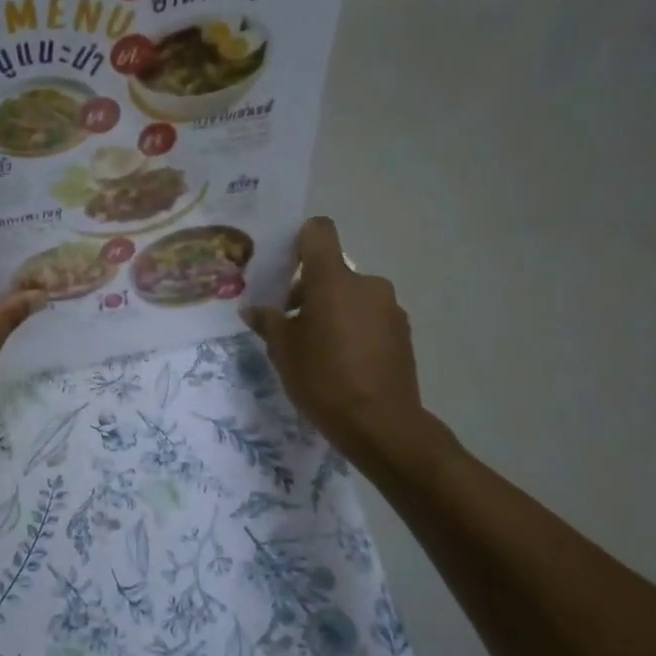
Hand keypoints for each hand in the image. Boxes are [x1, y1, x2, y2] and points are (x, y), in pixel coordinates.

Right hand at [242, 217, 460, 483]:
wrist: (381, 423)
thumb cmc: (323, 379)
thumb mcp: (283, 351)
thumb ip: (267, 322)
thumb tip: (252, 309)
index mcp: (333, 280)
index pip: (319, 232)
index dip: (300, 239)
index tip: (284, 264)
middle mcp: (366, 284)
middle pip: (332, 271)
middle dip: (310, 290)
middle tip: (290, 323)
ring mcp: (389, 308)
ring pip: (352, 296)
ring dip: (333, 311)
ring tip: (318, 348)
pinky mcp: (402, 332)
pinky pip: (370, 317)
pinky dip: (354, 328)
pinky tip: (343, 361)